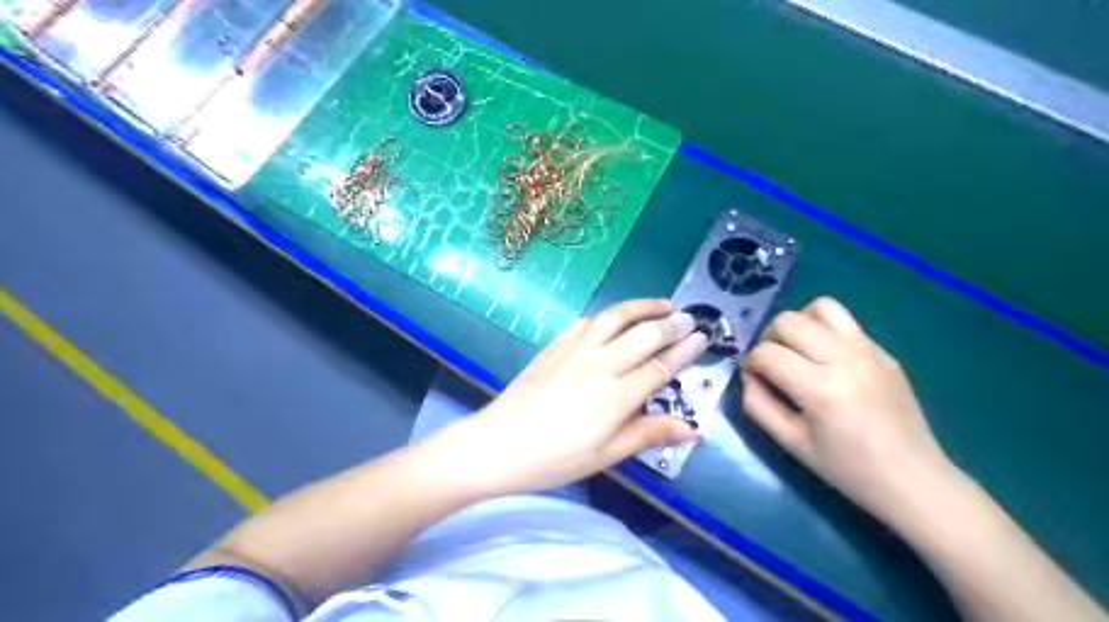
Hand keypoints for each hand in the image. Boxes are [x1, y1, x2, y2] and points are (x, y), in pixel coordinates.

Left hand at [458, 298, 708, 497]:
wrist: (498, 444)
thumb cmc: (555, 459)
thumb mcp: (605, 456)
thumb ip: (648, 434)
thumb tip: (693, 428)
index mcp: (616, 397)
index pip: (660, 367)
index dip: (685, 351)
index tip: (702, 338)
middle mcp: (600, 365)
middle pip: (644, 335)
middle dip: (672, 324)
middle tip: (690, 319)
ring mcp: (575, 350)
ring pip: (616, 318)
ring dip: (642, 307)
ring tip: (662, 304)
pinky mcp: (555, 346)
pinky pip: (586, 321)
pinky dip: (607, 315)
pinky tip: (615, 317)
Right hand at [740, 296, 946, 519]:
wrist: (914, 480)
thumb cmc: (847, 469)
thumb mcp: (791, 444)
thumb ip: (758, 406)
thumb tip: (749, 377)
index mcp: (821, 389)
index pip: (767, 353)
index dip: (750, 364)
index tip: (754, 380)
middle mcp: (845, 360)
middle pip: (788, 321)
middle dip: (769, 339)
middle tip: (772, 365)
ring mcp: (869, 351)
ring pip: (820, 307)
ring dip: (798, 324)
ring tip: (798, 351)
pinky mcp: (883, 352)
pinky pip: (844, 323)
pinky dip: (823, 331)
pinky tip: (826, 360)